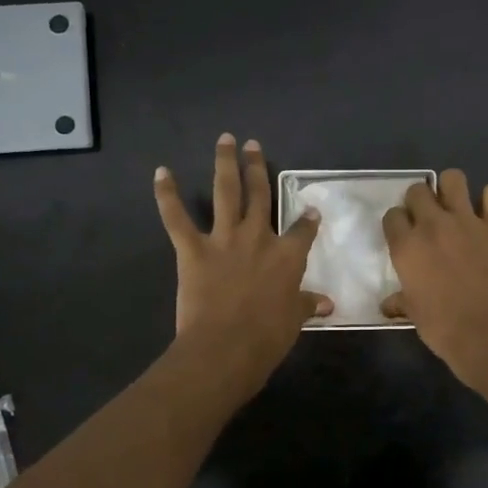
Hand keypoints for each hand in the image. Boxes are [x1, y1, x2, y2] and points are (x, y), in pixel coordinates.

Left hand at [155, 135, 330, 387]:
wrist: (226, 347)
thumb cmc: (267, 337)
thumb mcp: (294, 320)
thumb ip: (307, 305)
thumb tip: (327, 304)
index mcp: (288, 256)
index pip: (302, 231)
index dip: (308, 220)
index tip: (312, 210)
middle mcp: (258, 237)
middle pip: (260, 195)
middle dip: (258, 167)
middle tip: (253, 145)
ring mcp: (224, 239)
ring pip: (225, 193)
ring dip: (225, 164)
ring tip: (225, 140)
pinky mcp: (193, 250)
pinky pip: (177, 218)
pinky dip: (166, 195)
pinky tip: (160, 172)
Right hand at [382, 170, 487, 401]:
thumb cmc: (444, 328)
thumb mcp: (414, 315)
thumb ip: (401, 301)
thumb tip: (388, 305)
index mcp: (406, 246)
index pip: (392, 215)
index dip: (398, 224)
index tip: (405, 235)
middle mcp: (432, 225)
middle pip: (418, 190)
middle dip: (420, 201)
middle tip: (429, 221)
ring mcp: (467, 221)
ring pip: (453, 178)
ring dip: (451, 190)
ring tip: (456, 208)